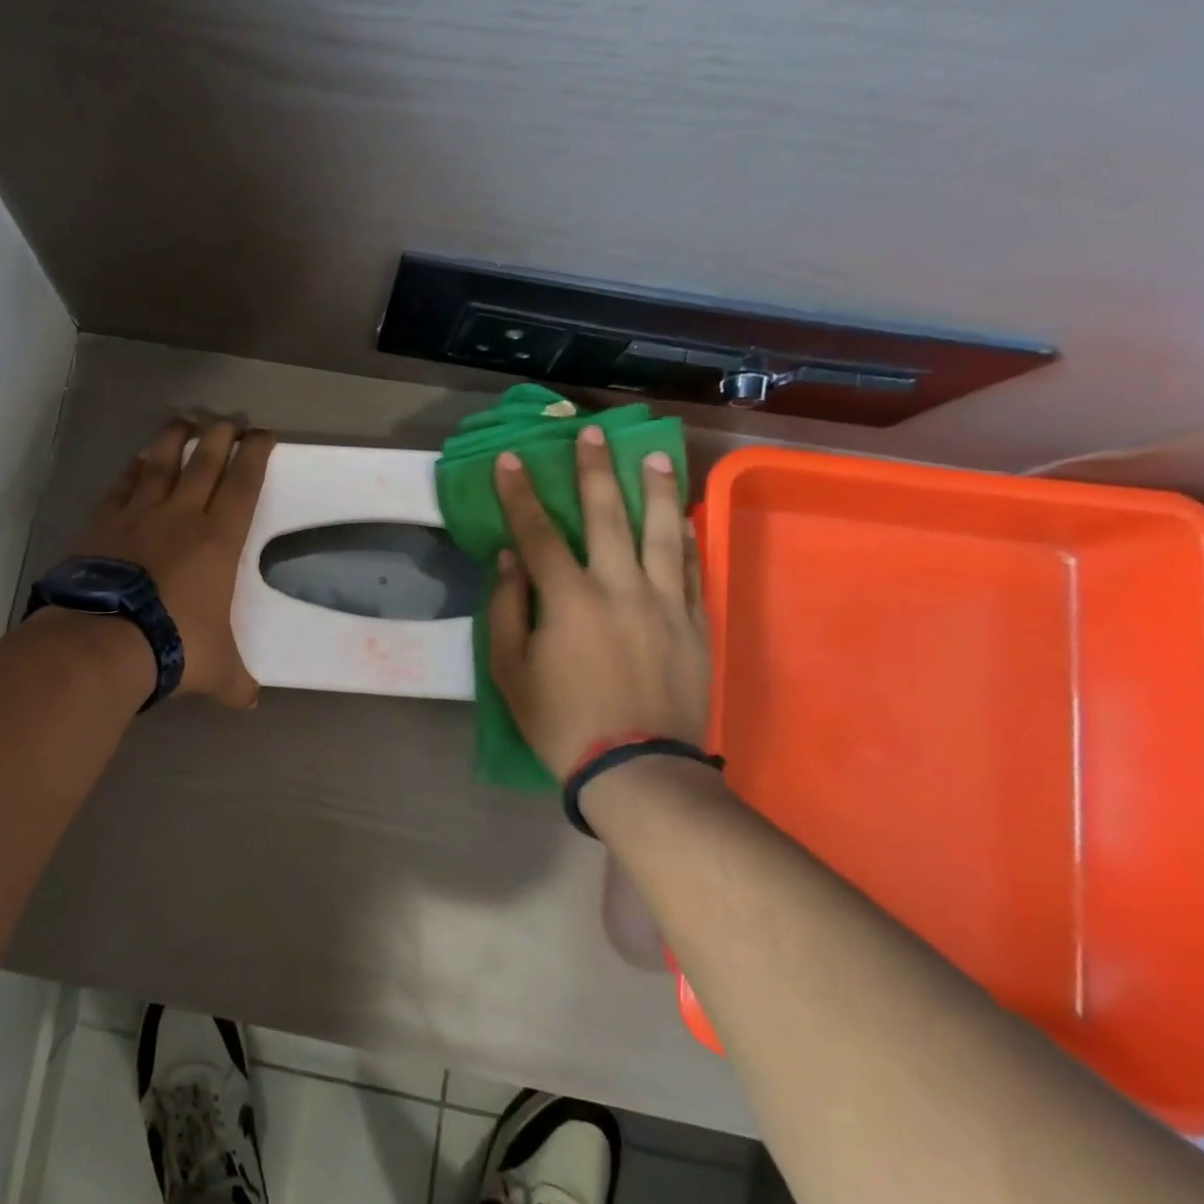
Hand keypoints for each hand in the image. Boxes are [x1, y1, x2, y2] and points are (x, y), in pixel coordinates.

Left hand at [70, 418, 274, 708]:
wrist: (104, 639)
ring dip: (173, 439)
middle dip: (219, 435)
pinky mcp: (102, 524)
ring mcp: (137, 515)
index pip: (243, 484)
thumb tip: (249, 702)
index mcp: (218, 540)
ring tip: (182, 421)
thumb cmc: (173, 645)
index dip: (256, 455)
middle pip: (203, 461)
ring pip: (160, 463)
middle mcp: (180, 516)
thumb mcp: (217, 670)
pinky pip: (121, 486)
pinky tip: (135, 463)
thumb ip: (235, 681)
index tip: (263, 435)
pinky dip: (131, 471)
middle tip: (227, 419)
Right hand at [487, 426, 710, 777]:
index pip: (539, 533)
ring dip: (655, 489)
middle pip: (607, 517)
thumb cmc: (561, 720)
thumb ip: (509, 609)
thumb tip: (510, 559)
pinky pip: (692, 569)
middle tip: (590, 434)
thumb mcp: (511, 670)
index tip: (511, 460)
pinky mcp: (694, 623)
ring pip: (661, 532)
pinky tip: (682, 516)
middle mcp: (620, 588)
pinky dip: (685, 538)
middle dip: (594, 471)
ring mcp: (664, 603)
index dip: (521, 494)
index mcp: (569, 599)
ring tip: (653, 455)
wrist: (637, 769)